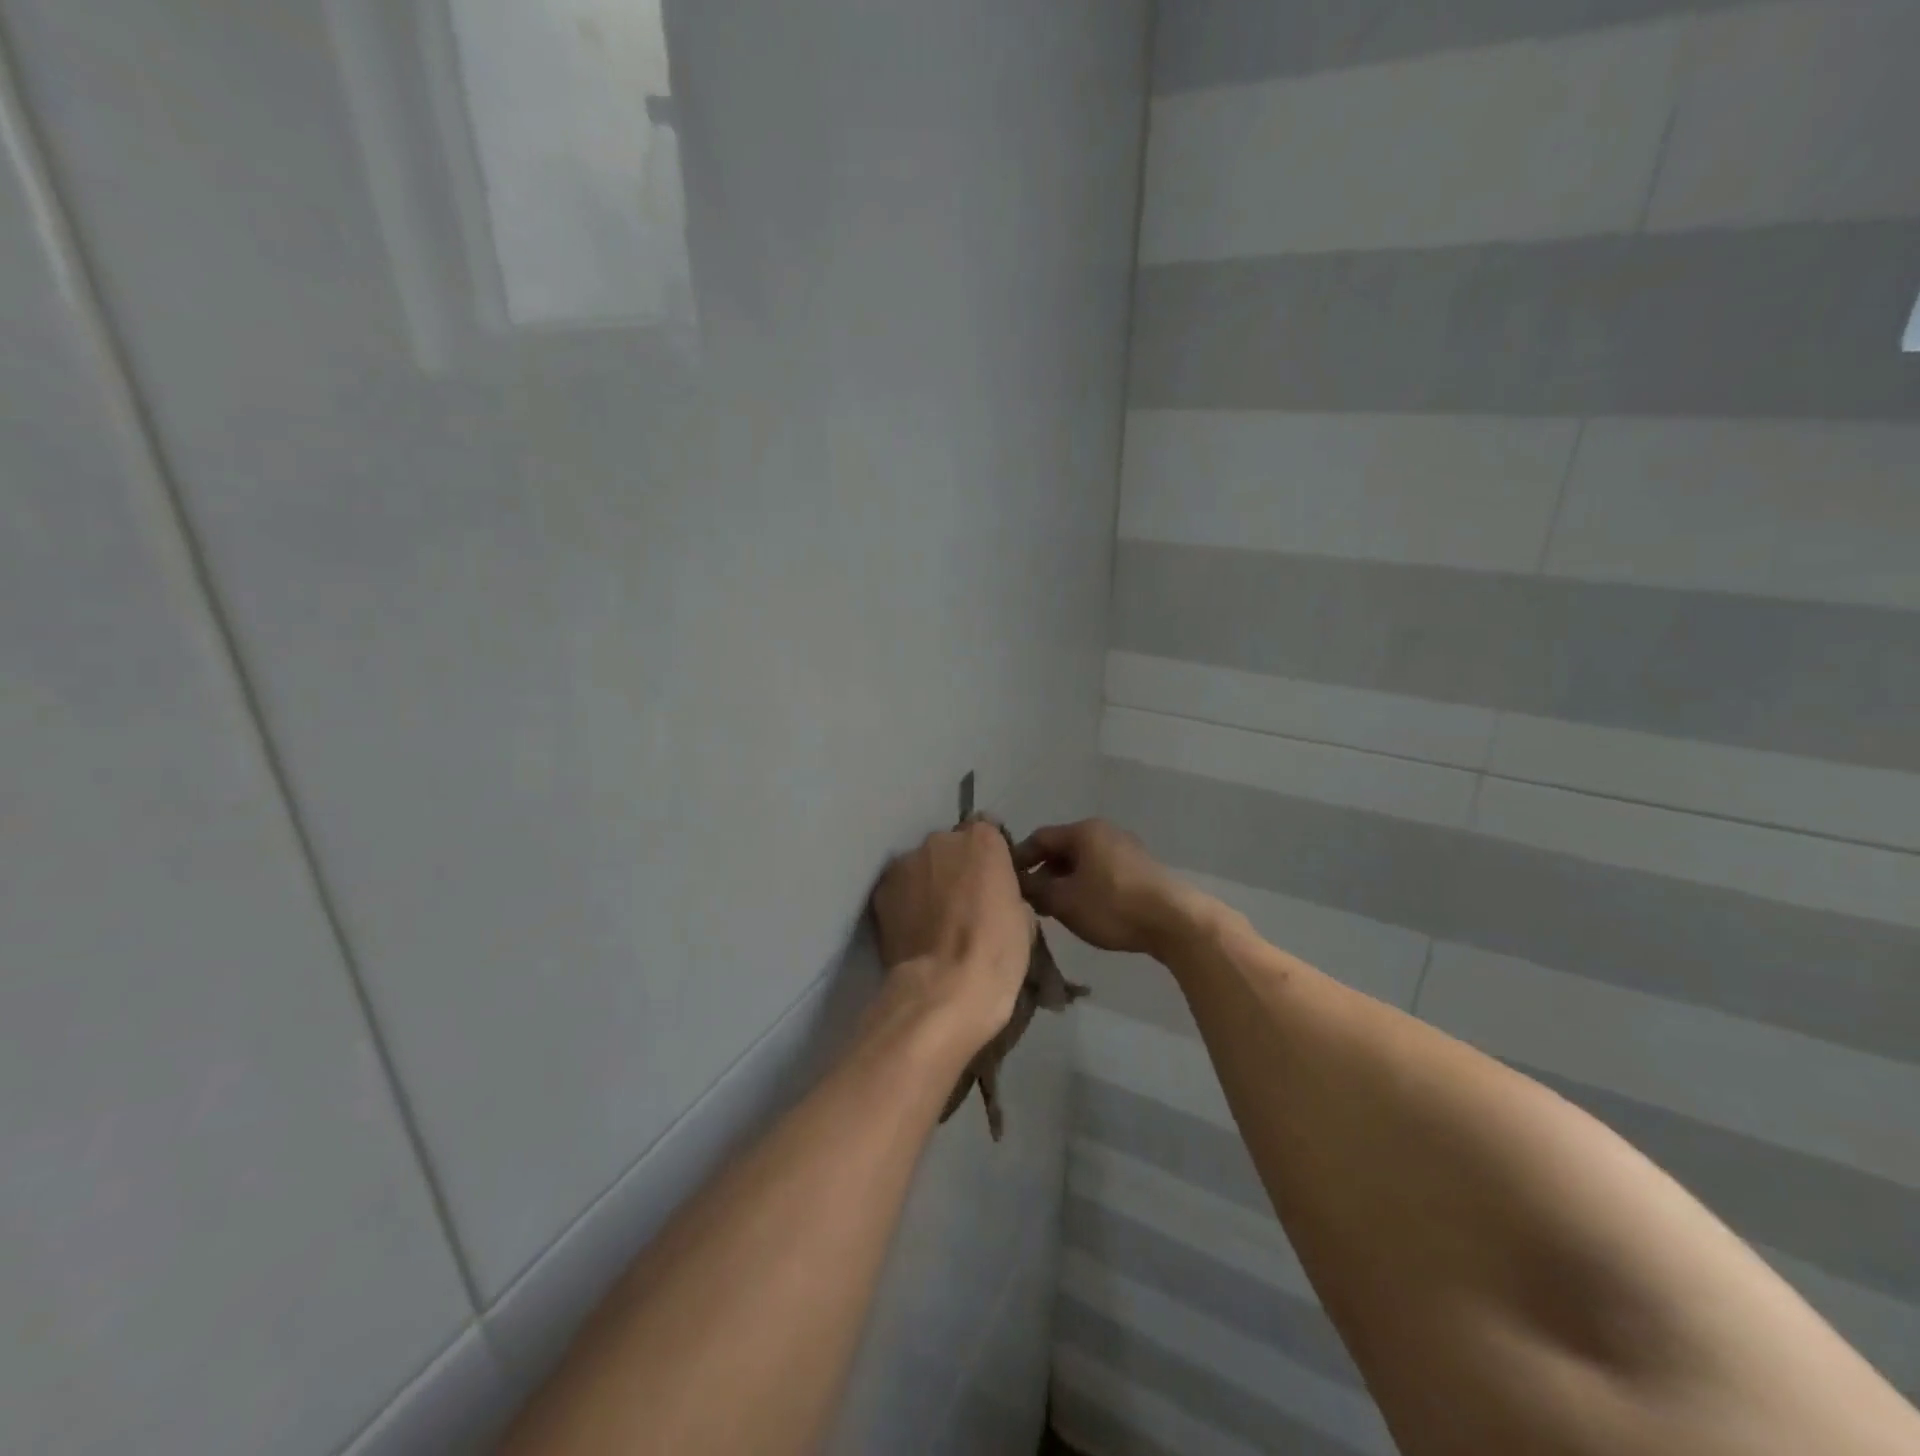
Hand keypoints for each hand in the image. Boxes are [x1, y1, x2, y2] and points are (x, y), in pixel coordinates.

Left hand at [870, 820, 1033, 1045]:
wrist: (942, 989)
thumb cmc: (995, 954)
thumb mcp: (1023, 919)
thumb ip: (1006, 891)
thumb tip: (994, 896)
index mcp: (983, 841)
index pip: (987, 829)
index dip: (988, 855)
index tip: (990, 879)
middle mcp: (941, 840)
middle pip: (950, 846)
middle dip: (956, 867)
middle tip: (962, 903)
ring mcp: (906, 862)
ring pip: (921, 866)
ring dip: (928, 883)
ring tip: (933, 920)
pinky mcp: (881, 889)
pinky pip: (899, 888)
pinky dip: (905, 901)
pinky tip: (913, 929)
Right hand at [1014, 819, 1208, 956]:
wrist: (1175, 921)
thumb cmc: (1112, 905)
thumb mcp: (1065, 901)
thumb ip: (1036, 890)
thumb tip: (1020, 883)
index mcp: (1083, 831)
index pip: (1040, 837)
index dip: (1019, 858)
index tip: (1007, 881)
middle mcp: (1104, 831)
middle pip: (1062, 848)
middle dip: (1043, 872)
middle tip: (1030, 898)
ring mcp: (1126, 848)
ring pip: (1083, 861)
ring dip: (1065, 881)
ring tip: (1055, 908)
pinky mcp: (1141, 868)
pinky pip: (1102, 871)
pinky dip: (1086, 885)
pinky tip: (1084, 909)